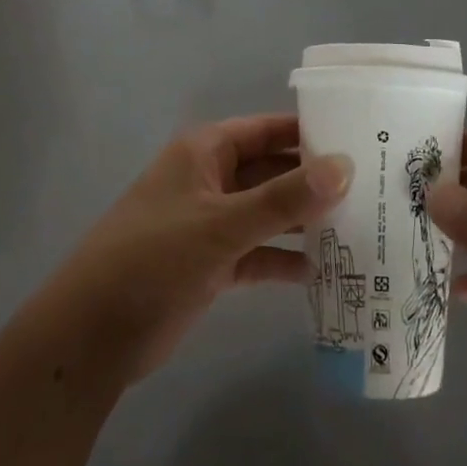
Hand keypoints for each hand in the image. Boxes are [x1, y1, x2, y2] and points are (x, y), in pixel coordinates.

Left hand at [52, 114, 351, 381]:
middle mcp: (212, 179)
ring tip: (363, 227)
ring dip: (306, 221)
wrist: (91, 336)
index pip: (269, 129)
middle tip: (374, 188)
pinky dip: (286, 259)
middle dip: (316, 181)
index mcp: (207, 152)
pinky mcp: (213, 263)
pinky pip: (260, 252)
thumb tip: (345, 166)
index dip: (312, 132)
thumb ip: (284, 198)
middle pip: (274, 171)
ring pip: (270, 213)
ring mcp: (212, 223)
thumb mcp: (222, 225)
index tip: (363, 139)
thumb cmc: (153, 259)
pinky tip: (325, 271)